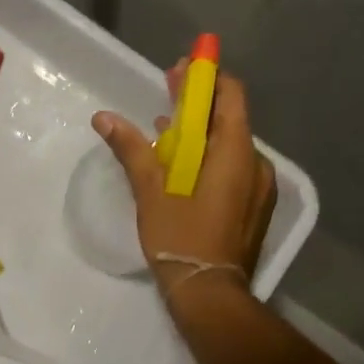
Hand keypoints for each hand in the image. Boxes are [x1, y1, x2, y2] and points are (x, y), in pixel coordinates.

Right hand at [92, 66, 276, 298]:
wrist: (210, 294)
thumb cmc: (181, 238)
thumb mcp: (151, 191)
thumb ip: (131, 149)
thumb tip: (104, 117)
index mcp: (236, 153)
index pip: (230, 96)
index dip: (207, 78)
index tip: (182, 69)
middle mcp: (257, 164)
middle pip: (230, 118)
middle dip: (200, 103)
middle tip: (169, 91)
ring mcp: (260, 188)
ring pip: (231, 145)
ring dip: (203, 132)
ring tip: (168, 131)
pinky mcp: (255, 207)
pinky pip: (234, 168)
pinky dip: (211, 157)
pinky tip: (184, 166)